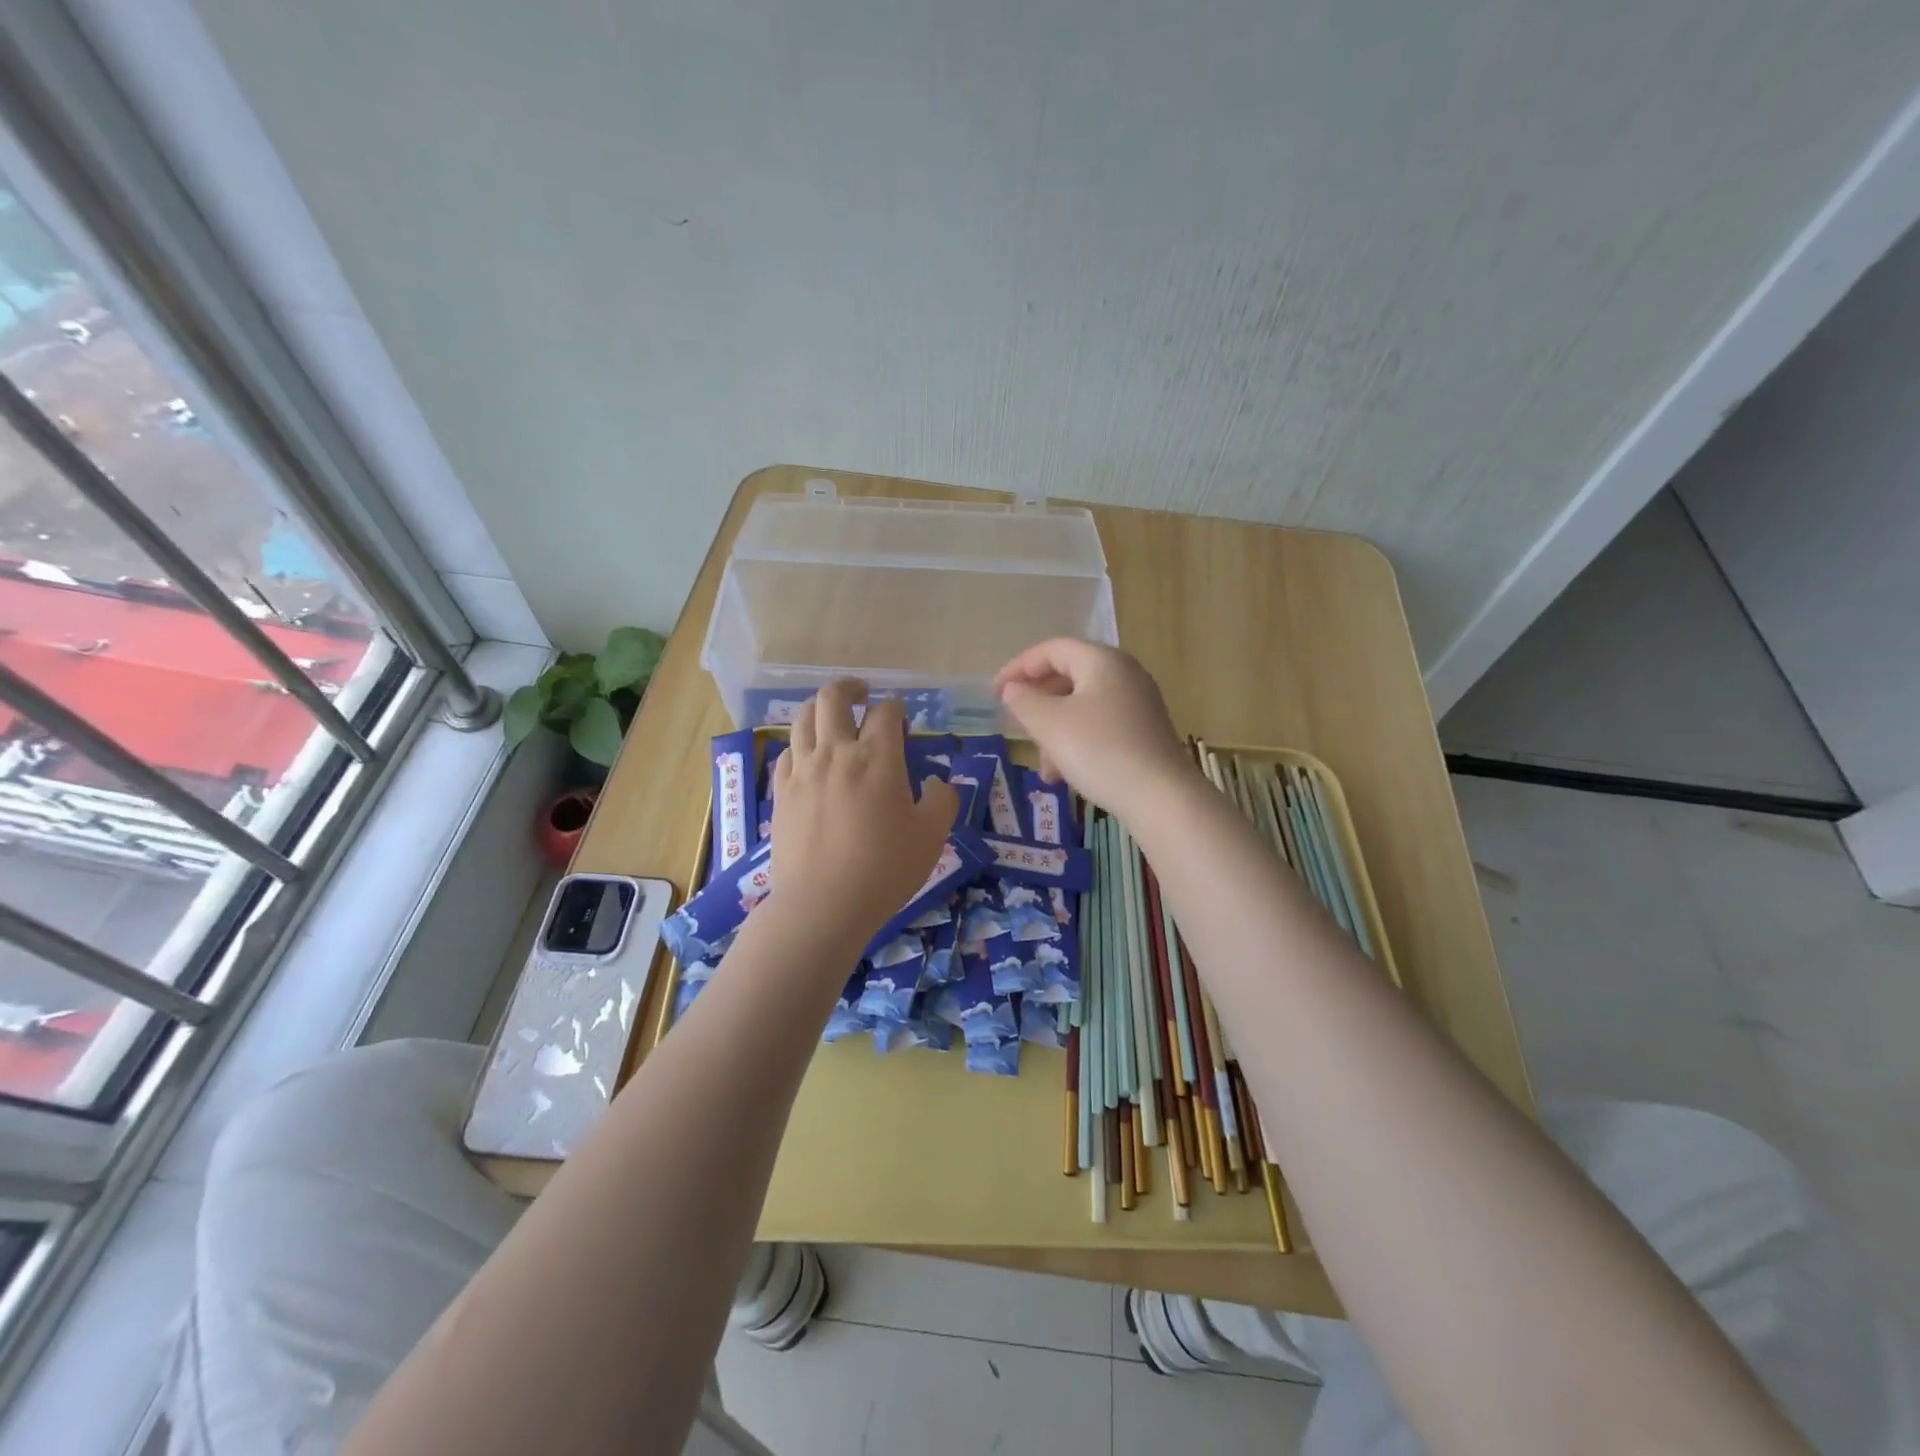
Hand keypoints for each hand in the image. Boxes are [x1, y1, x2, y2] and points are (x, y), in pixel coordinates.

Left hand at [769, 681, 957, 951]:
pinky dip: (800, 744)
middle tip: (863, 694)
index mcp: (877, 757)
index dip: (897, 708)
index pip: (886, 712)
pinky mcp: (781, 792)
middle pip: (833, 698)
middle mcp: (836, 752)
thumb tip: (937, 783)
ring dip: (820, 708)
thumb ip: (942, 801)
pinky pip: (787, 752)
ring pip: (803, 718)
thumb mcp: (931, 837)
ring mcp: (802, 770)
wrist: (822, 905)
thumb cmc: (884, 869)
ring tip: (832, 715)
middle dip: (850, 688)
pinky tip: (809, 757)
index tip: (902, 717)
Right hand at [993, 638, 1195, 815]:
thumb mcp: (1050, 724)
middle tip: (1016, 726)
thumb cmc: (1100, 750)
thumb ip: (1025, 701)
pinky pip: (1100, 727)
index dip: (1019, 667)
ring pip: (1082, 707)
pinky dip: (1077, 744)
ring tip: (1044, 768)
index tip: (995, 692)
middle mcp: (1124, 674)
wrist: (1161, 797)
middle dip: (1038, 704)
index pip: (1052, 649)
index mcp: (1102, 661)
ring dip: (1055, 733)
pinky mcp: (1144, 732)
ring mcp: (1138, 704)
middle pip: (1068, 677)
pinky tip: (1066, 776)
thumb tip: (1013, 690)